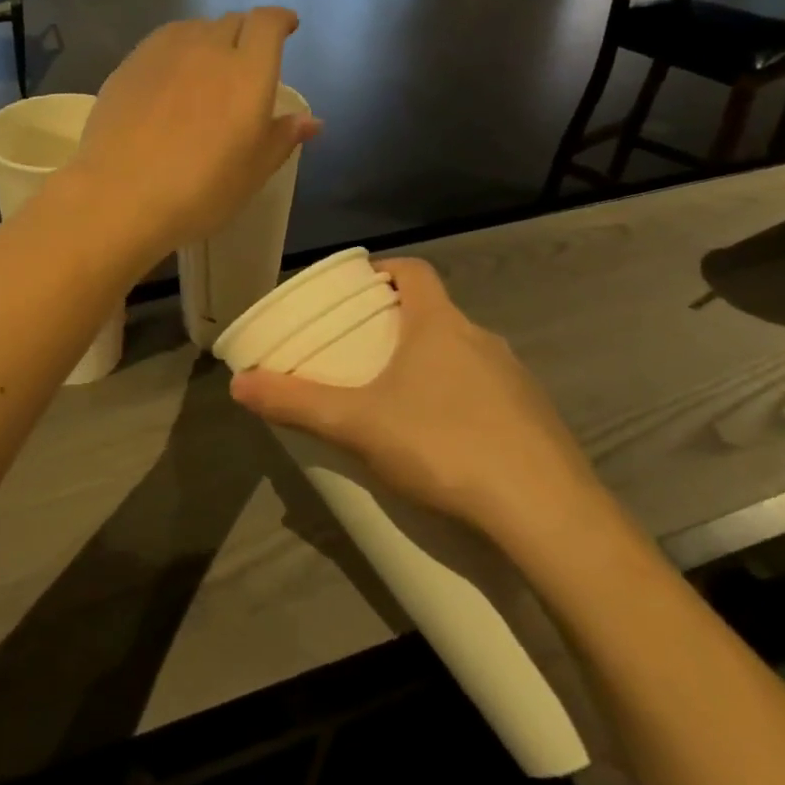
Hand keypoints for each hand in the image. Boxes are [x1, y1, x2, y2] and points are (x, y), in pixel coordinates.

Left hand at [67, 8, 321, 265]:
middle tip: (246, 60)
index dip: (280, 20)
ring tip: (207, 67)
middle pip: (232, 21)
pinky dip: (176, 50)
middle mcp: (208, 49)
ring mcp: (163, 53)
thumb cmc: (199, 192)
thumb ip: (282, 138)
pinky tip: (170, 78)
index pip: (268, 23)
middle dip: (246, 33)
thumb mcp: (252, 173)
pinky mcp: (129, 64)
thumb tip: (311, 121)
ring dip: (209, 38)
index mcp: (247, 72)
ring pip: (194, 28)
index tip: (287, 27)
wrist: (119, 196)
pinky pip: (162, 42)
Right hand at [229, 260, 613, 556]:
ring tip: (401, 403)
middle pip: (436, 313)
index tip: (360, 291)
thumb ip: (296, 402)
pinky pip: (491, 393)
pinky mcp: (538, 418)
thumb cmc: (443, 445)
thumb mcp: (357, 424)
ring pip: (464, 354)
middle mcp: (482, 338)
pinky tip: (449, 444)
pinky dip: (464, 401)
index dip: (385, 271)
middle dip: (400, 326)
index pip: (414, 270)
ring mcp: (516, 378)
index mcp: (440, 324)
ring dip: (433, 365)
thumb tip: (237, 384)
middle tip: (365, 354)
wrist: (547, 513)